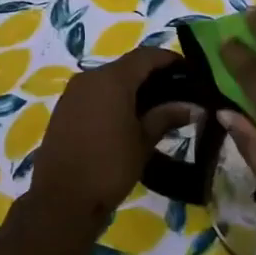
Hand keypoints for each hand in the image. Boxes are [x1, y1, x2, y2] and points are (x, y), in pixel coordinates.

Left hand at [28, 46, 195, 229]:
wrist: (61, 199)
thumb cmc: (109, 166)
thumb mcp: (143, 141)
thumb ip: (167, 117)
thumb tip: (194, 106)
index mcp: (112, 78)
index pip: (147, 55)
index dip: (170, 59)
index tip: (191, 72)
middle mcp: (90, 77)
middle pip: (127, 66)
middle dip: (153, 75)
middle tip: (177, 92)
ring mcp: (73, 92)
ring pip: (110, 79)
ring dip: (132, 87)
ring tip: (156, 107)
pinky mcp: (64, 109)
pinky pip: (95, 93)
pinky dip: (114, 98)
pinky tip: (129, 118)